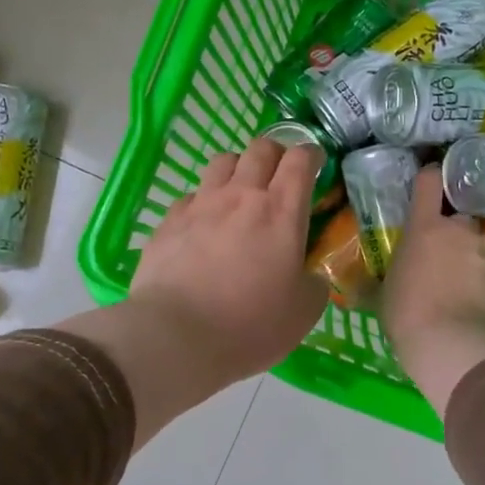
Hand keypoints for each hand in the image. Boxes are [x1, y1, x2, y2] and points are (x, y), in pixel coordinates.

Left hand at [128, 137, 328, 388]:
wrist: (176, 336)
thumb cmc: (250, 325)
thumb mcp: (303, 312)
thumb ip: (314, 283)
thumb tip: (310, 274)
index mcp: (281, 211)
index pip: (301, 160)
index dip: (312, 155)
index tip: (316, 165)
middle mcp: (241, 195)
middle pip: (261, 149)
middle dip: (276, 154)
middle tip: (280, 177)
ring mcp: (200, 204)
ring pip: (222, 161)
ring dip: (238, 168)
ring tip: (240, 192)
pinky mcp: (168, 220)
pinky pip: (191, 195)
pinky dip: (203, 201)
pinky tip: (203, 225)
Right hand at [382, 166, 484, 416]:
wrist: (453, 344)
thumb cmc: (406, 315)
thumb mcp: (383, 296)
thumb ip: (379, 282)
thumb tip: (357, 289)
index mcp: (424, 228)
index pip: (429, 183)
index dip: (429, 178)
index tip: (429, 181)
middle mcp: (460, 231)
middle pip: (458, 220)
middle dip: (452, 234)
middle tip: (441, 260)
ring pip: (479, 246)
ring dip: (471, 259)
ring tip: (462, 288)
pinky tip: (478, 304)